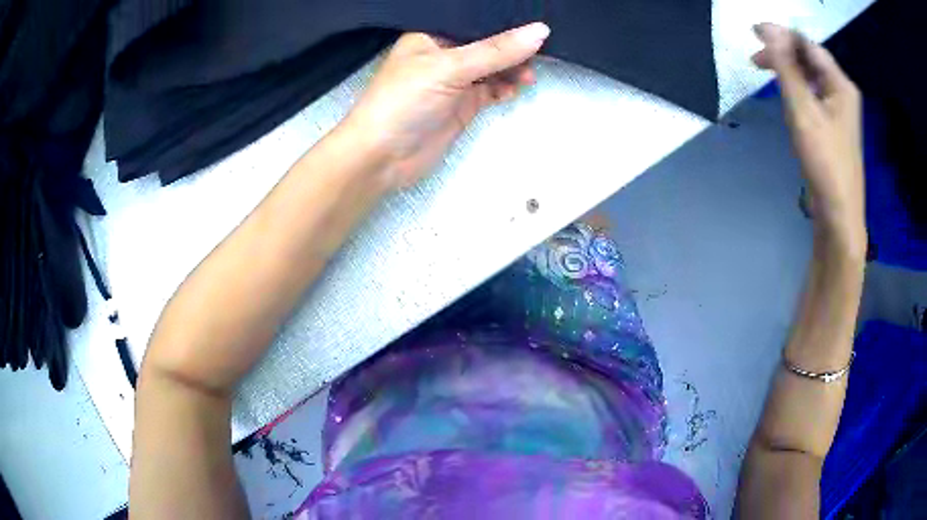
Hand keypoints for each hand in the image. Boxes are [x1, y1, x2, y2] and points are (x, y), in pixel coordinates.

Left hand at [344, 23, 549, 187]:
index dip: (504, 21)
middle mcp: (444, 53)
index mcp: (431, 35)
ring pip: (493, 68)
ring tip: (528, 75)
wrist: (381, 158)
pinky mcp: (463, 104)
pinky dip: (506, 88)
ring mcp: (454, 80)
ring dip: (513, 69)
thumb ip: (495, 51)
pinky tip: (515, 89)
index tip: (536, 22)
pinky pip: (492, 90)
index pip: (475, 21)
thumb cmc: (404, 101)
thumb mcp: (449, 68)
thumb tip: (541, 31)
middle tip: (541, 52)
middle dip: (513, 47)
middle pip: (488, 44)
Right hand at [753, 23, 865, 249]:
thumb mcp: (802, 110)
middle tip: (755, 55)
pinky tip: (785, 92)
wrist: (838, 214)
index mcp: (841, 84)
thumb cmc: (824, 161)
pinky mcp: (833, 127)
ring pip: (810, 77)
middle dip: (783, 51)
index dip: (782, 34)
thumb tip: (768, 31)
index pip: (808, 45)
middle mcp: (842, 92)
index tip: (753, 32)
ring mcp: (839, 111)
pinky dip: (796, 88)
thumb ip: (786, 67)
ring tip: (764, 70)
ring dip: (788, 69)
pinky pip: (812, 95)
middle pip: (810, 59)